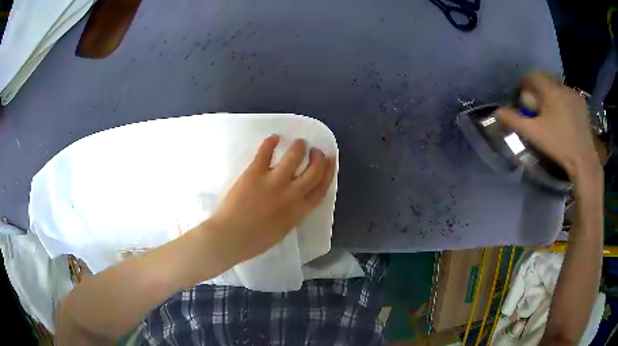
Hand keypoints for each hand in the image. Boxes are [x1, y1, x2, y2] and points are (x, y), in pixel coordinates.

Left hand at [206, 135, 335, 264]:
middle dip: (319, 158)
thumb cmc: (255, 241)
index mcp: (299, 211)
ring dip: (299, 146)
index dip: (329, 172)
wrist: (230, 237)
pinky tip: (275, 137)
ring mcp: (274, 182)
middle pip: (314, 171)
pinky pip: (266, 152)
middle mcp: (292, 194)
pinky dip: (271, 142)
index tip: (330, 161)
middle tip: (316, 151)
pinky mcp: (255, 173)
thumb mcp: (283, 230)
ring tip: (300, 142)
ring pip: (294, 156)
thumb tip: (296, 200)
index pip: (321, 188)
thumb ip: (294, 214)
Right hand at [497, 72, 601, 182]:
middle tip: (540, 110)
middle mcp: (563, 87)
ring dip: (554, 97)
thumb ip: (514, 120)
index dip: (526, 83)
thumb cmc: (559, 144)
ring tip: (554, 116)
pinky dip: (566, 103)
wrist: (583, 160)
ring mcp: (575, 96)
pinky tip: (567, 119)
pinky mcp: (583, 106)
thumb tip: (497, 112)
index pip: (534, 75)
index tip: (525, 97)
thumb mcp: (534, 134)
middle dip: (541, 92)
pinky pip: (570, 98)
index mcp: (550, 90)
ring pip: (559, 90)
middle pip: (547, 82)